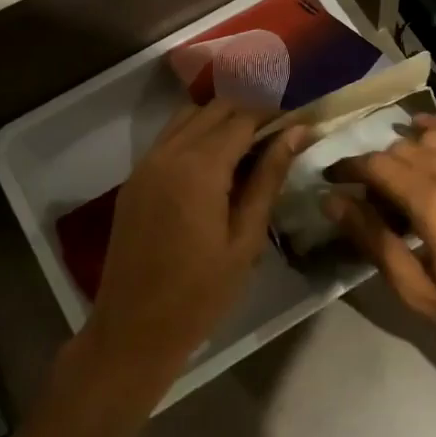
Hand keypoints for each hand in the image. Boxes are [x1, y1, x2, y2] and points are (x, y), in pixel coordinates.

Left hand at [80, 100, 308, 389]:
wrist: (134, 328)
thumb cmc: (202, 292)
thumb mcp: (246, 238)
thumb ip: (269, 178)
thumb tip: (297, 133)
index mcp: (200, 168)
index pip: (243, 117)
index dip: (274, 113)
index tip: (301, 118)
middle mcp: (168, 153)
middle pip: (214, 108)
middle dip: (250, 109)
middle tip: (281, 129)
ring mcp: (145, 164)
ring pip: (187, 117)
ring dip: (220, 117)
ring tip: (253, 140)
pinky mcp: (134, 180)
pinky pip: (168, 138)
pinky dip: (196, 133)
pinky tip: (218, 158)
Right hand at [326, 115, 435, 381]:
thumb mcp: (418, 291)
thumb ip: (374, 240)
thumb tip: (334, 202)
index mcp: (435, 203)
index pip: (378, 166)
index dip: (349, 168)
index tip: (332, 178)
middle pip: (405, 149)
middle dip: (377, 163)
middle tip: (365, 191)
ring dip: (408, 145)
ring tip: (397, 166)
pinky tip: (433, 132)